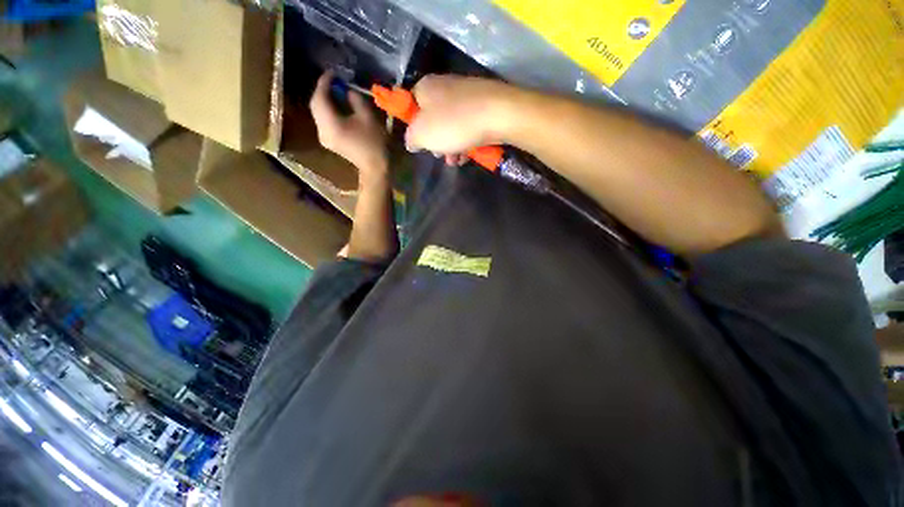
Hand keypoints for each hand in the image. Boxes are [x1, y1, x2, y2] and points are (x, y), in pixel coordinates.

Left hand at [310, 71, 388, 181]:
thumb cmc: (374, 143)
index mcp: (330, 124)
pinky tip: (337, 106)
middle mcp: (321, 130)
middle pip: (316, 104)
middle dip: (323, 90)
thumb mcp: (368, 117)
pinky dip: (328, 110)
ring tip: (336, 91)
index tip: (333, 72)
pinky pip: (323, 120)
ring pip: (318, 112)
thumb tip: (347, 90)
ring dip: (325, 100)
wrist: (375, 168)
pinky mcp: (328, 141)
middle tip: (335, 81)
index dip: (324, 82)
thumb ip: (355, 99)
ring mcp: (323, 137)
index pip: (320, 97)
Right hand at [405, 75, 514, 165]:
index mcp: (426, 87)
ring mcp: (466, 95)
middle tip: (440, 155)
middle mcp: (445, 86)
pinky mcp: (483, 106)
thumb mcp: (422, 135)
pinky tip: (469, 155)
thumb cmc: (454, 124)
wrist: (498, 115)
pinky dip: (466, 141)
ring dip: (451, 147)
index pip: (411, 106)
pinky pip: (468, 126)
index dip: (413, 127)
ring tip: (456, 161)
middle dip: (435, 142)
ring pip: (452, 126)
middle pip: (433, 119)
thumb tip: (411, 142)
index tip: (420, 144)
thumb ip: (411, 139)